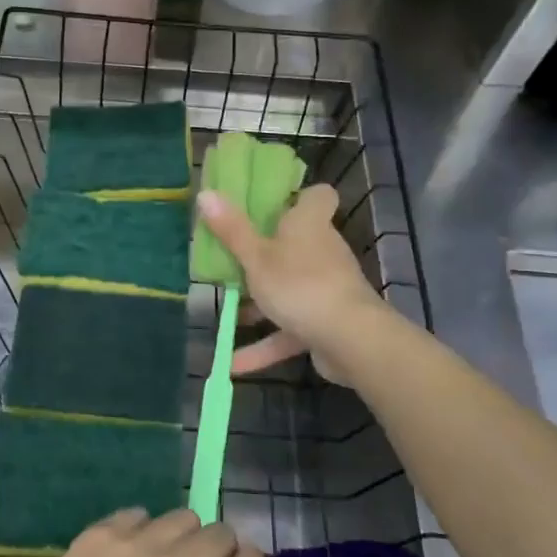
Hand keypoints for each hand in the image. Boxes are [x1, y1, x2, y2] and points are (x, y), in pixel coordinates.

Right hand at [196, 184, 387, 378]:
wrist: (351, 341)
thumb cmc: (300, 284)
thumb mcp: (256, 257)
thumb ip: (232, 230)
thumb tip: (205, 192)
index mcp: (309, 224)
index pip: (318, 196)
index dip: (298, 196)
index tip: (269, 204)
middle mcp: (322, 251)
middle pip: (296, 242)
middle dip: (264, 251)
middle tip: (230, 256)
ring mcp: (325, 288)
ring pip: (288, 288)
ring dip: (260, 302)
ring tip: (225, 309)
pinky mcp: (325, 322)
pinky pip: (289, 329)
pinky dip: (265, 345)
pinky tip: (232, 364)